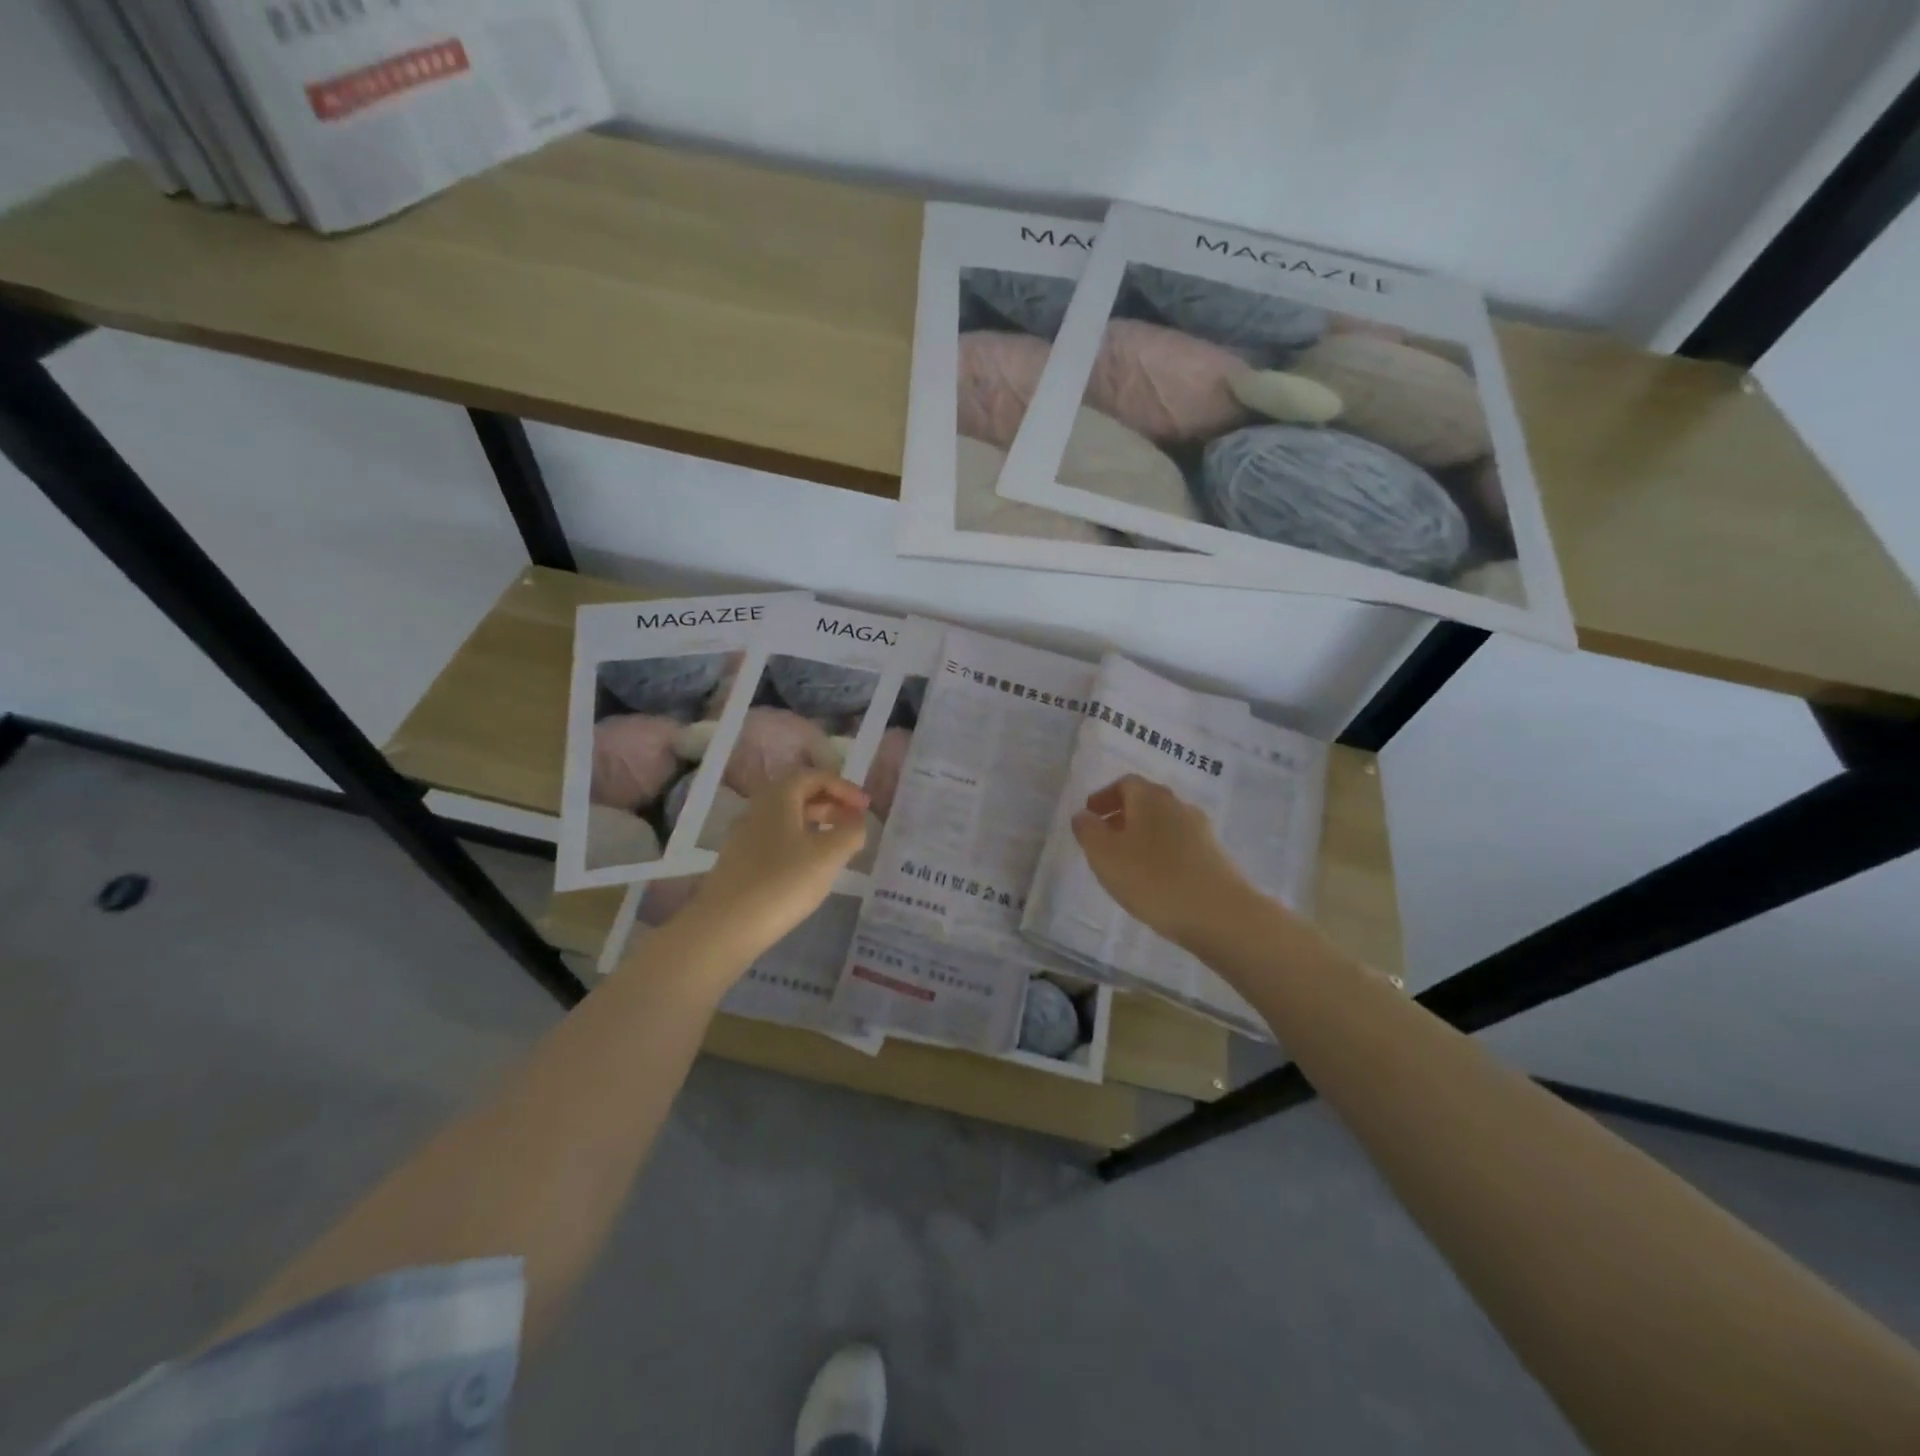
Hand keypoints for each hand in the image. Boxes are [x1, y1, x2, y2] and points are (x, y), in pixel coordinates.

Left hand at [685, 769, 868, 960]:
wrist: (725, 927)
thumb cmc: (782, 882)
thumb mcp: (828, 855)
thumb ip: (850, 832)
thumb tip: (858, 822)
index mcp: (778, 797)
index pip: (815, 776)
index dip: (845, 787)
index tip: (866, 808)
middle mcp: (758, 809)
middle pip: (799, 794)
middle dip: (831, 804)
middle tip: (855, 824)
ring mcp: (745, 836)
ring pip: (787, 818)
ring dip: (817, 824)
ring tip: (839, 846)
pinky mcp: (740, 862)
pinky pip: (777, 840)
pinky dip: (800, 843)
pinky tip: (811, 867)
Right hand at [1071, 774, 1254, 948]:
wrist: (1221, 915)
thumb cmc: (1153, 880)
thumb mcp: (1105, 856)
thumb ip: (1088, 831)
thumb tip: (1083, 815)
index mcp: (1150, 797)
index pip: (1124, 783)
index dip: (1104, 797)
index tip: (1090, 816)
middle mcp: (1178, 805)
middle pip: (1145, 802)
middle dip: (1122, 816)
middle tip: (1103, 840)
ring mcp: (1201, 830)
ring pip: (1163, 824)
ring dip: (1142, 836)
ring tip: (1127, 864)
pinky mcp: (1215, 855)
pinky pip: (1179, 845)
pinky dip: (1161, 853)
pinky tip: (1155, 880)